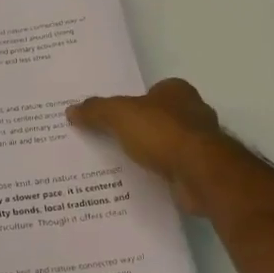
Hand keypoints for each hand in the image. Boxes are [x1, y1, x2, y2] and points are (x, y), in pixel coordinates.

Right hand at [66, 78, 230, 215]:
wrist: (200, 173)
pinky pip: (173, 168)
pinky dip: (159, 173)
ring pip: (167, 144)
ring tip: (120, 164)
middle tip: (111, 140)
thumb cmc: (162, 132)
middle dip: (140, 128)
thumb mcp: (119, 115)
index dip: (132, 103)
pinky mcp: (202, 170)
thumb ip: (96, 111)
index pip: (151, 92)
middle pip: (159, 118)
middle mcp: (194, 112)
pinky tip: (141, 181)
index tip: (112, 118)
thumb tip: (71, 110)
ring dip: (151, 153)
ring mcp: (201, 143)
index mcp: (177, 91)